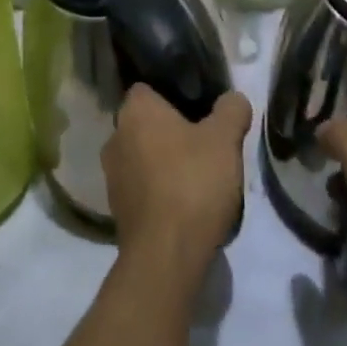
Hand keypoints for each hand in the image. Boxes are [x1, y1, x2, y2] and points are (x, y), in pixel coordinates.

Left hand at [103, 86, 251, 275]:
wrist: (166, 257)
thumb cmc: (192, 183)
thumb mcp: (225, 139)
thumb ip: (231, 110)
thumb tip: (233, 99)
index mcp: (135, 111)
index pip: (149, 88)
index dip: (174, 94)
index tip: (199, 107)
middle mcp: (115, 137)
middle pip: (146, 124)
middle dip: (171, 131)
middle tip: (204, 143)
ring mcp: (113, 177)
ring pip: (143, 157)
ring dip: (165, 163)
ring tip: (198, 177)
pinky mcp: (118, 212)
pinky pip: (142, 189)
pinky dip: (160, 192)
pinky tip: (186, 205)